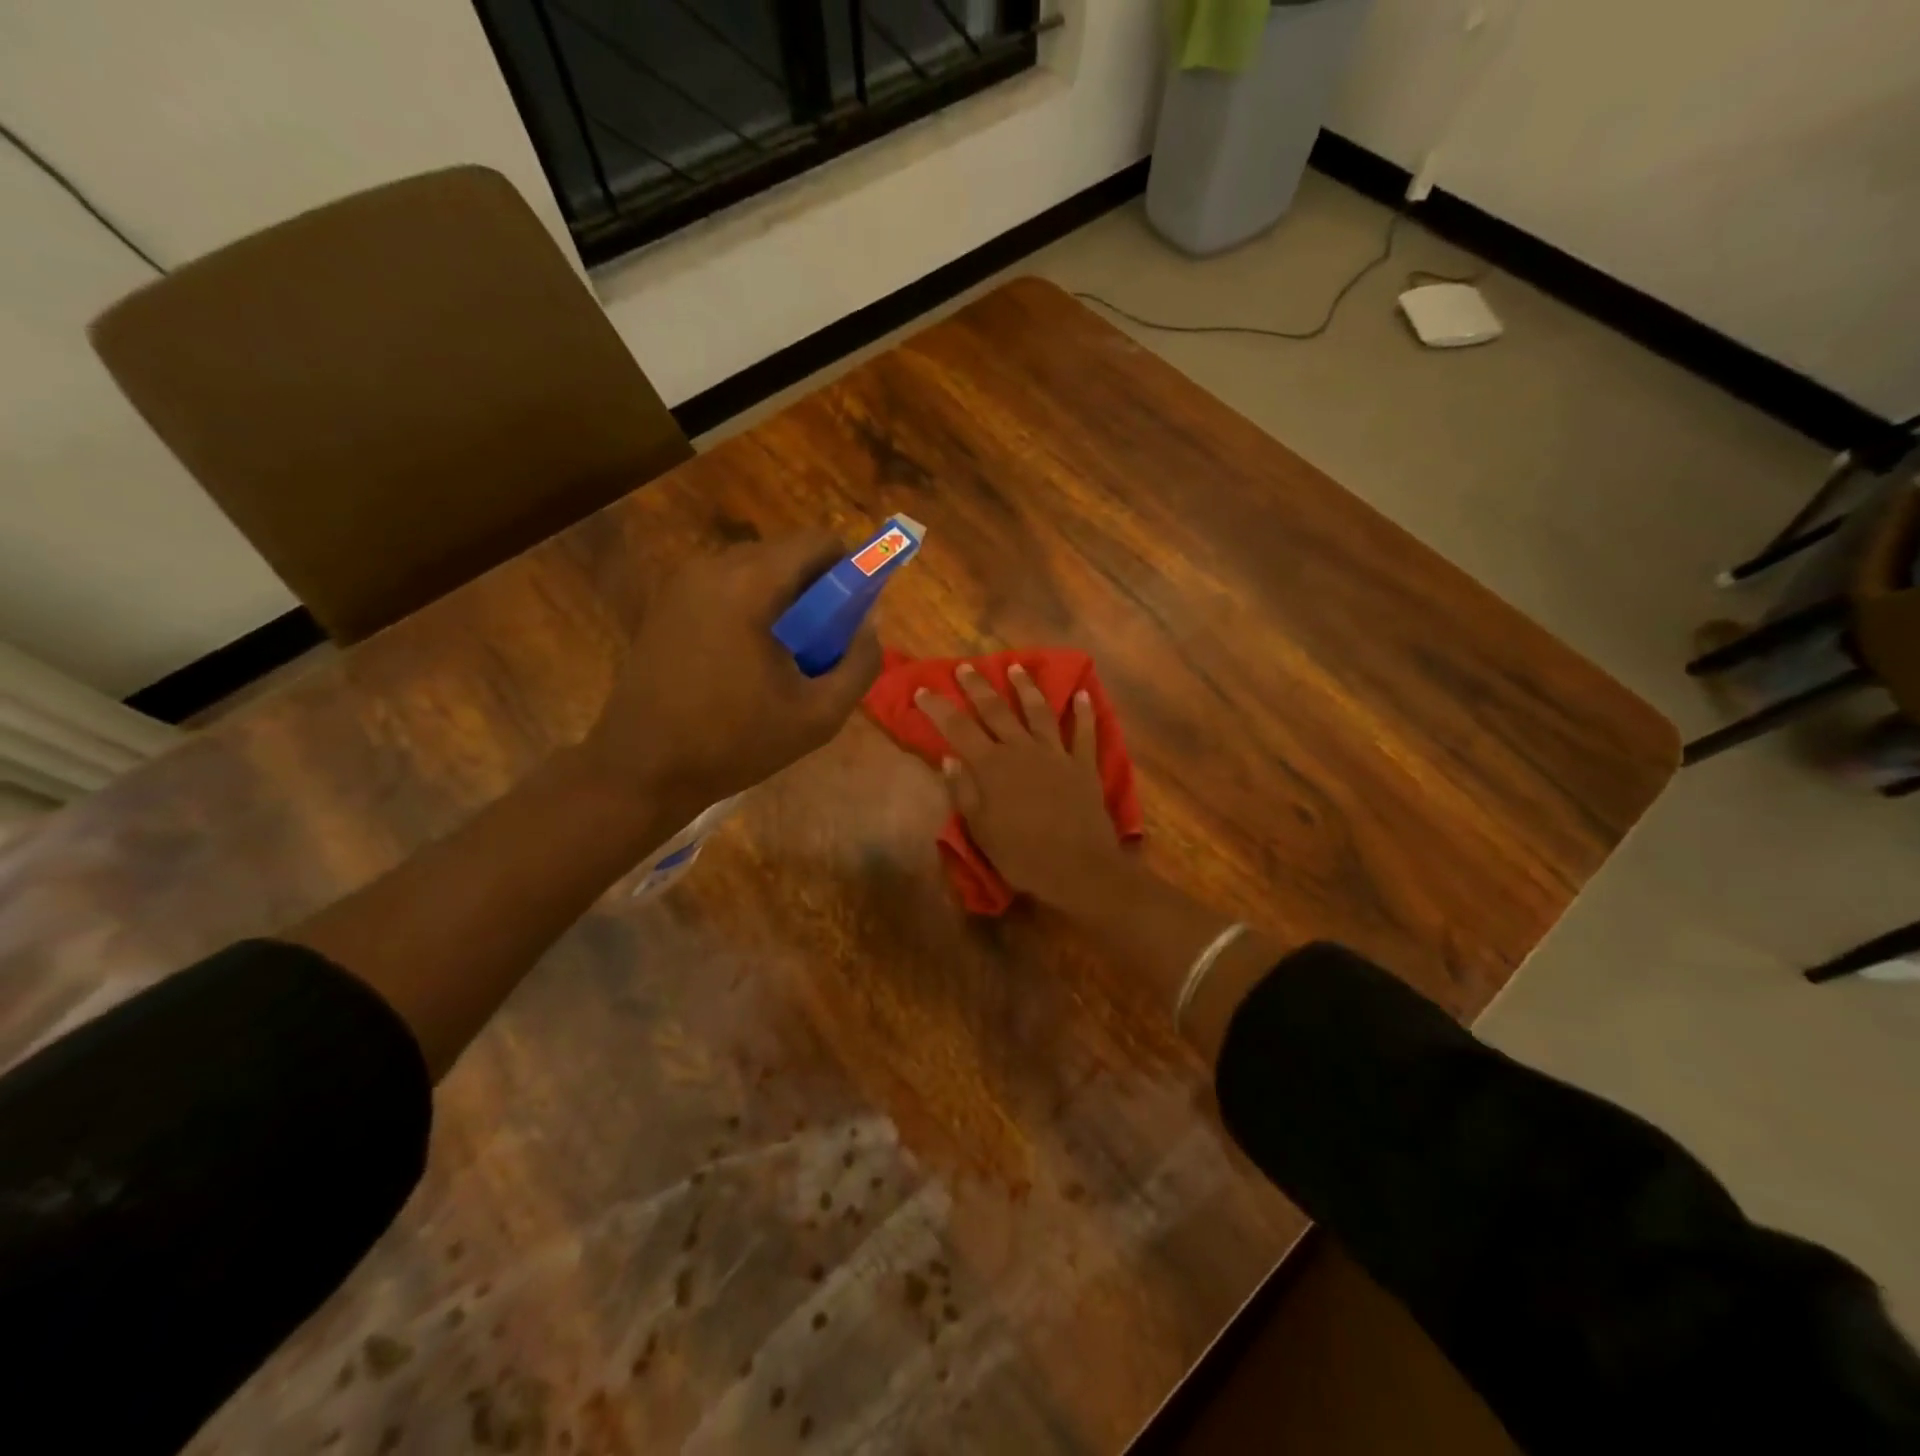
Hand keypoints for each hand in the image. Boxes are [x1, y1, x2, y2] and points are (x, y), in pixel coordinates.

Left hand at [583, 532, 881, 813]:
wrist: (642, 768)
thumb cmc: (734, 742)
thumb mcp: (819, 714)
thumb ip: (860, 663)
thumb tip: (870, 625)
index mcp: (750, 584)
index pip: (818, 542)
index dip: (851, 568)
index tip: (856, 611)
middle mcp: (712, 567)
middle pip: (787, 554)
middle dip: (817, 589)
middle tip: (824, 644)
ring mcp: (682, 583)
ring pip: (756, 570)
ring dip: (784, 600)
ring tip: (786, 658)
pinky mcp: (666, 603)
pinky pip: (726, 588)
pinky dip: (751, 609)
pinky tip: (748, 661)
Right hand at [915, 664, 1127, 911]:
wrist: (1078, 868)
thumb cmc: (1022, 854)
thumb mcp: (980, 829)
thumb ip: (963, 791)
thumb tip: (949, 758)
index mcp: (992, 766)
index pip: (958, 728)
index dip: (938, 707)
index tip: (922, 690)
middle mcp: (1022, 750)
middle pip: (997, 710)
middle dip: (978, 686)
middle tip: (965, 667)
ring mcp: (1056, 754)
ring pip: (1039, 711)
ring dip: (1026, 687)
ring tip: (1017, 666)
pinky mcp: (1084, 765)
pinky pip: (1084, 733)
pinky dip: (1084, 713)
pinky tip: (1083, 695)